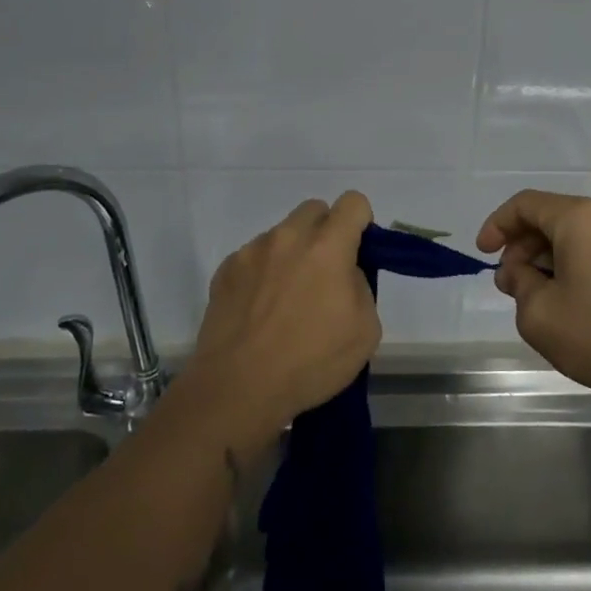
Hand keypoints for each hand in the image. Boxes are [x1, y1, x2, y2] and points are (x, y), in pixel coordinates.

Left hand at [181, 192, 381, 451]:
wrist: (238, 388)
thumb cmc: (310, 362)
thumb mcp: (365, 331)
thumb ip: (360, 286)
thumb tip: (344, 274)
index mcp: (327, 247)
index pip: (353, 203)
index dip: (361, 222)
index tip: (358, 252)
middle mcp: (288, 237)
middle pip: (314, 209)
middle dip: (325, 232)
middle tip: (324, 274)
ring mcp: (252, 251)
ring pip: (282, 234)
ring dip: (291, 253)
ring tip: (285, 300)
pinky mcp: (225, 270)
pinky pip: (254, 258)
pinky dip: (262, 273)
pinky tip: (258, 311)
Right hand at [477, 191, 590, 412]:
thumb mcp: (538, 312)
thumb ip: (518, 283)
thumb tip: (518, 272)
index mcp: (580, 217)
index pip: (525, 204)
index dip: (497, 225)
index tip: (482, 254)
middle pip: (551, 217)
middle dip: (521, 246)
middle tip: (508, 283)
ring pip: (573, 235)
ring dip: (545, 257)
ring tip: (532, 296)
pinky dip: (570, 264)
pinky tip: (564, 299)